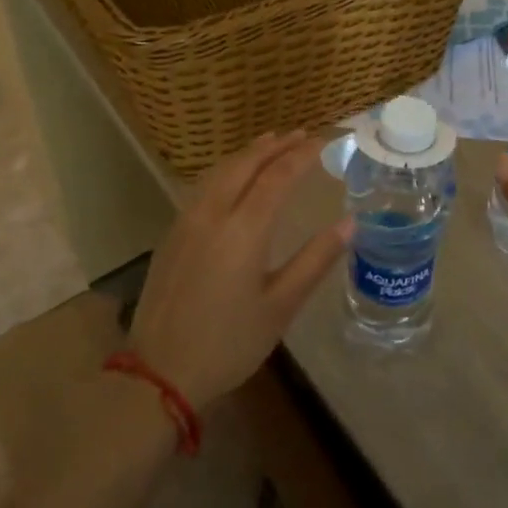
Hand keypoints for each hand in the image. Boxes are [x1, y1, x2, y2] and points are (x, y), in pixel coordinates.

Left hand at [129, 132, 348, 407]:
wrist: (158, 373)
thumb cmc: (228, 343)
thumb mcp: (281, 306)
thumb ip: (315, 260)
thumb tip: (350, 223)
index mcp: (243, 230)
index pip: (277, 176)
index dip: (302, 155)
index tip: (323, 140)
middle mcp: (212, 214)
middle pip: (246, 164)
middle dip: (275, 145)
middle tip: (302, 134)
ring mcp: (186, 222)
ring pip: (220, 171)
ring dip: (249, 153)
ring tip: (271, 143)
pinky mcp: (172, 234)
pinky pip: (204, 186)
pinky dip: (227, 169)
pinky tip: (235, 176)